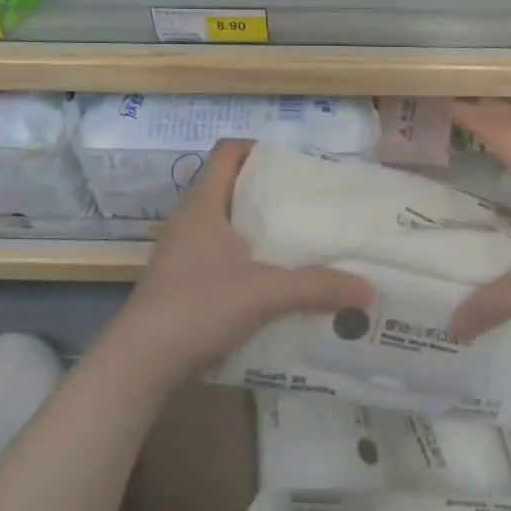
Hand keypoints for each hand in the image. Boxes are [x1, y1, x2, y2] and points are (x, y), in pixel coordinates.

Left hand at [109, 140, 372, 380]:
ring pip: (224, 224)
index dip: (258, 148)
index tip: (295, 163)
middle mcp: (189, 221)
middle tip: (308, 201)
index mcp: (203, 206)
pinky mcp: (181, 282)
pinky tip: (272, 279)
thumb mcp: (265, 294)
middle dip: (267, 190)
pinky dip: (245, 257)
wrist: (140, 363)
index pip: (227, 152)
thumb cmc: (198, 307)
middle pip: (229, 187)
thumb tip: (369, 289)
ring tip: (297, 238)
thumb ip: (318, 288)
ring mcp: (181, 253)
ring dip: (256, 227)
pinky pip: (219, 255)